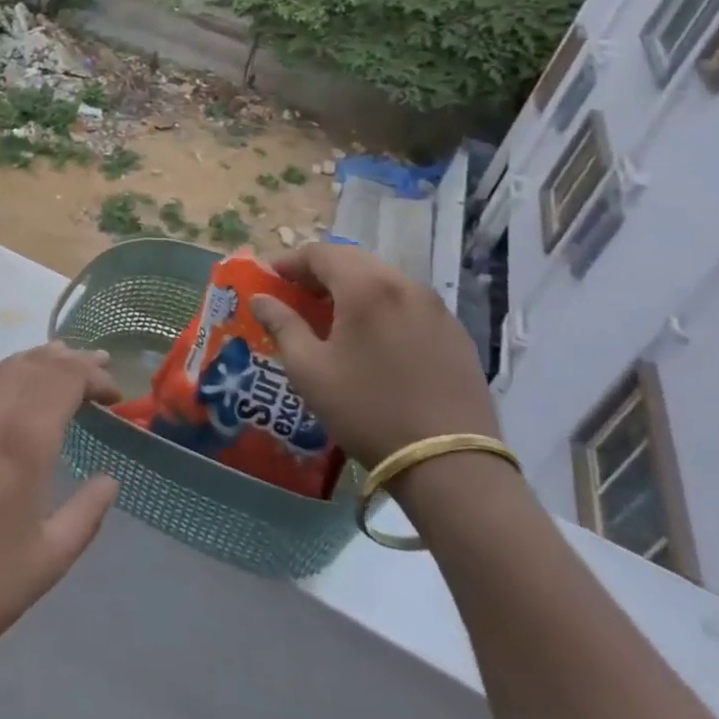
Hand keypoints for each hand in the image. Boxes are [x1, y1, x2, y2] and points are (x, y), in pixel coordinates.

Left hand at [0, 343, 120, 690]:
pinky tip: (16, 389)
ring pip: (4, 368)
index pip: (64, 380)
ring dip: (37, 360)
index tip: (115, 393)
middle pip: (34, 365)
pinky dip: (9, 373)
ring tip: (63, 361)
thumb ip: (86, 514)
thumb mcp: (47, 560)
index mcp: (22, 440)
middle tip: (100, 366)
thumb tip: (109, 481)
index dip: (93, 377)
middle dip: (70, 360)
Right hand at [250, 240, 498, 469]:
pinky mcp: (456, 335)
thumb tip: (261, 299)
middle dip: (320, 271)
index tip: (268, 277)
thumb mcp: (310, 370)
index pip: (321, 253)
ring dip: (352, 287)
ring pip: (384, 280)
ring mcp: (437, 309)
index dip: (290, 261)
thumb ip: (282, 325)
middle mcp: (405, 286)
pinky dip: (381, 306)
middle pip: (354, 260)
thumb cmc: (367, 410)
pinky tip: (371, 337)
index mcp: (366, 287)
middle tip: (295, 294)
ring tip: (330, 315)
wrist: (450, 465)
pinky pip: (409, 304)